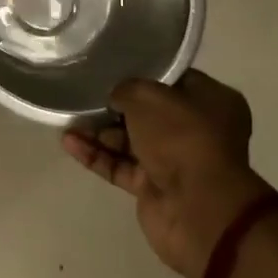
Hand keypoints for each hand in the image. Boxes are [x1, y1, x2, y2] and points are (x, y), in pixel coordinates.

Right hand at [63, 70, 271, 277]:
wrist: (197, 210)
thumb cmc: (182, 138)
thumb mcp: (148, 96)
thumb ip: (125, 89)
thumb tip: (115, 96)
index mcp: (211, 101)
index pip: (171, 79)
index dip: (142, 72)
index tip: (111, 67)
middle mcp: (195, 130)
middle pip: (148, 112)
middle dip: (113, 105)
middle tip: (82, 93)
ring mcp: (174, 160)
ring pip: (129, 140)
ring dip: (98, 131)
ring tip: (67, 119)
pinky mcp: (153, 187)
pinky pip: (119, 165)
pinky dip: (96, 155)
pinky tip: (68, 143)